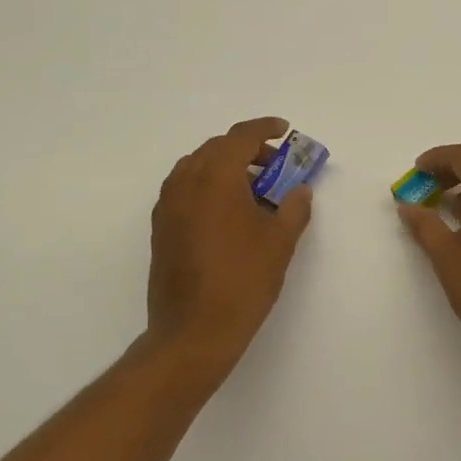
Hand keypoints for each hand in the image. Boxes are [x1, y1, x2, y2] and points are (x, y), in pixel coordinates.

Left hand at [146, 117, 314, 382]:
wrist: (193, 331)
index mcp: (216, 177)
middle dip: (248, 150)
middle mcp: (186, 182)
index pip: (241, 136)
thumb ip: (293, 208)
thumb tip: (299, 190)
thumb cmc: (243, 280)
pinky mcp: (161, 227)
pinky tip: (230, 212)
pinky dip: (209, 186)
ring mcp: (168, 205)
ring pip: (198, 167)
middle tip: (276, 166)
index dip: (265, 129)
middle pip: (217, 148)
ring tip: (254, 189)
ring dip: (226, 167)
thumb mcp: (280, 242)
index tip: (285, 131)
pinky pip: (186, 189)